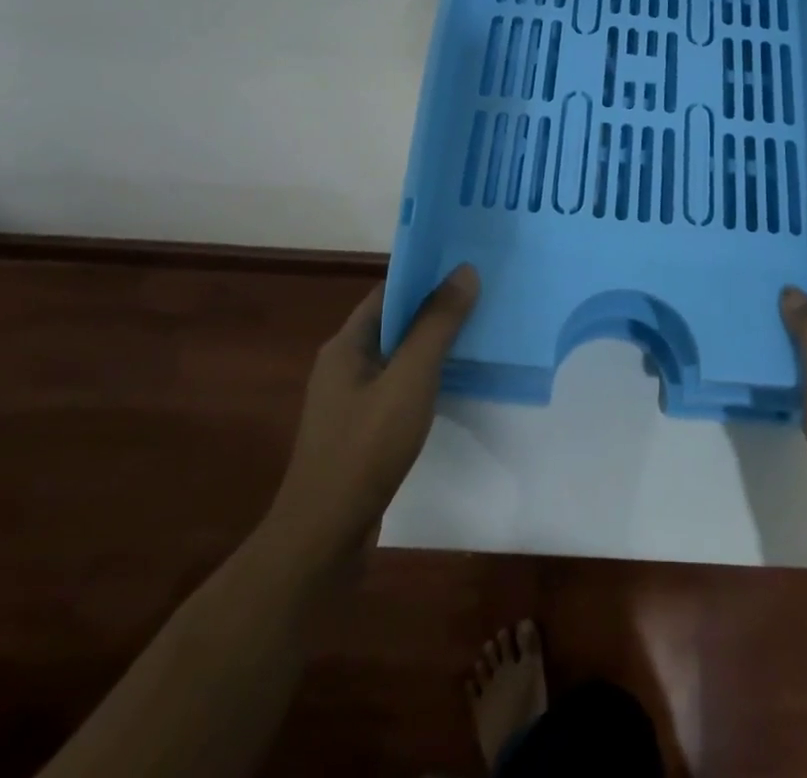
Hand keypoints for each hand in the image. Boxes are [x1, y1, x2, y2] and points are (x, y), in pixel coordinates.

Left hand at [271, 265, 478, 551]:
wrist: (324, 537)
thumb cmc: (365, 448)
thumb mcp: (409, 379)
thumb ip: (437, 325)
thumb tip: (464, 271)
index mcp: (346, 344)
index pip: (388, 292)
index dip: (426, 276)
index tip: (467, 268)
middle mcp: (343, 365)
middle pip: (394, 323)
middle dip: (435, 309)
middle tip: (482, 297)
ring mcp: (350, 400)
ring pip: (398, 357)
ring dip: (432, 344)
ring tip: (478, 334)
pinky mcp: (361, 430)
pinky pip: (397, 387)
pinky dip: (425, 378)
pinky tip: (453, 383)